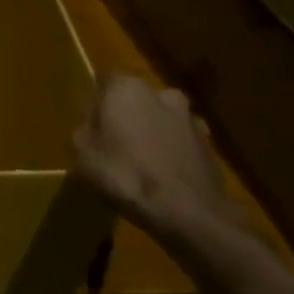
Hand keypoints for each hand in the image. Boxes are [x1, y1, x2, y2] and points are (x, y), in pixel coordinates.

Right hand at [73, 75, 235, 241]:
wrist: (188, 212)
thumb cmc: (125, 175)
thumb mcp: (83, 155)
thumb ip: (84, 134)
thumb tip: (91, 129)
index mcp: (127, 89)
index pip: (105, 82)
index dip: (96, 104)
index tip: (91, 127)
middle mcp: (162, 93)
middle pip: (136, 100)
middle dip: (127, 117)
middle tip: (115, 145)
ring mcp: (191, 118)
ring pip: (162, 120)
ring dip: (153, 134)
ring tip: (142, 165)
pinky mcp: (211, 145)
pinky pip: (181, 143)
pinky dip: (172, 154)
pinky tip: (163, 179)